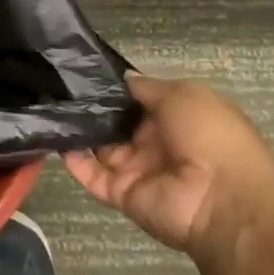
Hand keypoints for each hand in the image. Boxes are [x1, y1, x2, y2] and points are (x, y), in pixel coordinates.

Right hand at [65, 73, 273, 259]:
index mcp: (177, 119)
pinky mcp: (121, 194)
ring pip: (99, 147)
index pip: (137, 100)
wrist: (224, 201)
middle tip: (57, 86)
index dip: (113, 88)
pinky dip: (71, 159)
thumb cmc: (211, 136)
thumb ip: (146, 87)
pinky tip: (53, 137)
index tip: (82, 72)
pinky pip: (91, 175)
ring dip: (77, 130)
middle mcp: (155, 143)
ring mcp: (137, 170)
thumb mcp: (184, 94)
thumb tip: (120, 79)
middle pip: (115, 123)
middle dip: (90, 107)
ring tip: (49, 106)